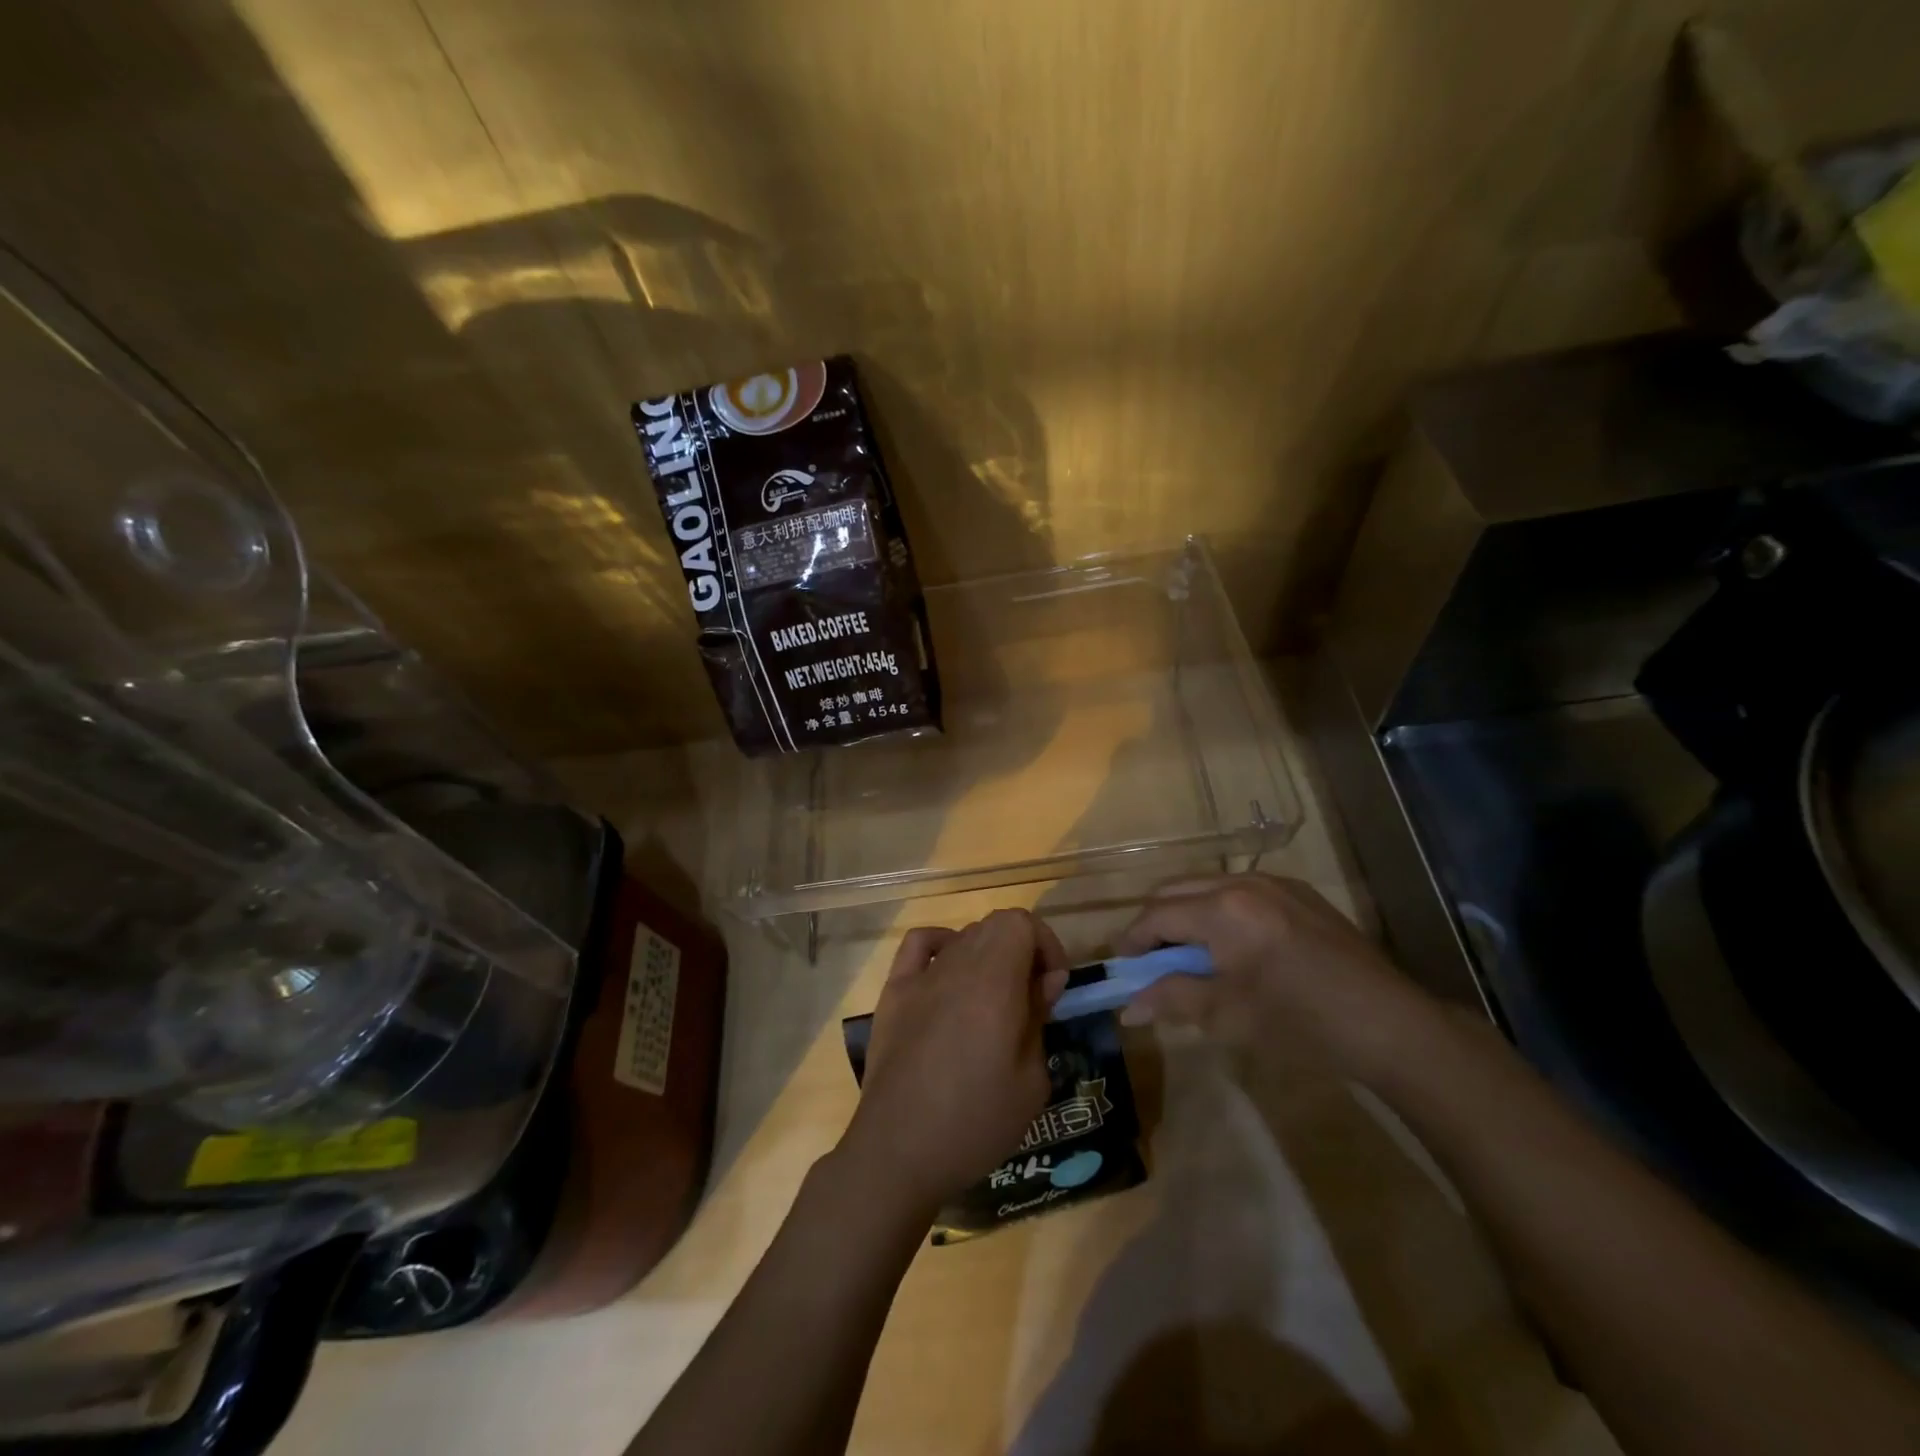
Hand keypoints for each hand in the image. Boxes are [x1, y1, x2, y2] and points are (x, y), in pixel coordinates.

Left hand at [837, 910, 1069, 1215]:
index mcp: (993, 981)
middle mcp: (956, 965)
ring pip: (963, 936)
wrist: (898, 1151)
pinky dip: (941, 946)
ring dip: (987, 956)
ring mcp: (919, 975)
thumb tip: (1045, 980)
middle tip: (1029, 999)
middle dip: (1021, 951)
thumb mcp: (1031, 1080)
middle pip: (994, 925)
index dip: (1046, 945)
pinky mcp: (893, 992)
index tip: (1053, 987)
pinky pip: (918, 944)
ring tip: (992, 1002)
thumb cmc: (975, 1122)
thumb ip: (1039, 1017)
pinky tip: (948, 977)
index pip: (1021, 921)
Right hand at [1113, 873, 1431, 1079]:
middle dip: (1154, 920)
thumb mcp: (1228, 1016)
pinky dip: (1219, 909)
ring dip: (1186, 912)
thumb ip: (1173, 999)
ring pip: (1208, 885)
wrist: (1389, 1024)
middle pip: (1176, 889)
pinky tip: (1230, 944)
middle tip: (1147, 958)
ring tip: (1187, 951)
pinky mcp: (1300, 893)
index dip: (1132, 939)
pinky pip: (1240, 890)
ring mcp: (1275, 883)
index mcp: (1223, 910)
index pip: (1157, 915)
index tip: (1122, 965)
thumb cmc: (1301, 1024)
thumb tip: (1128, 1008)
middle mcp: (1243, 883)